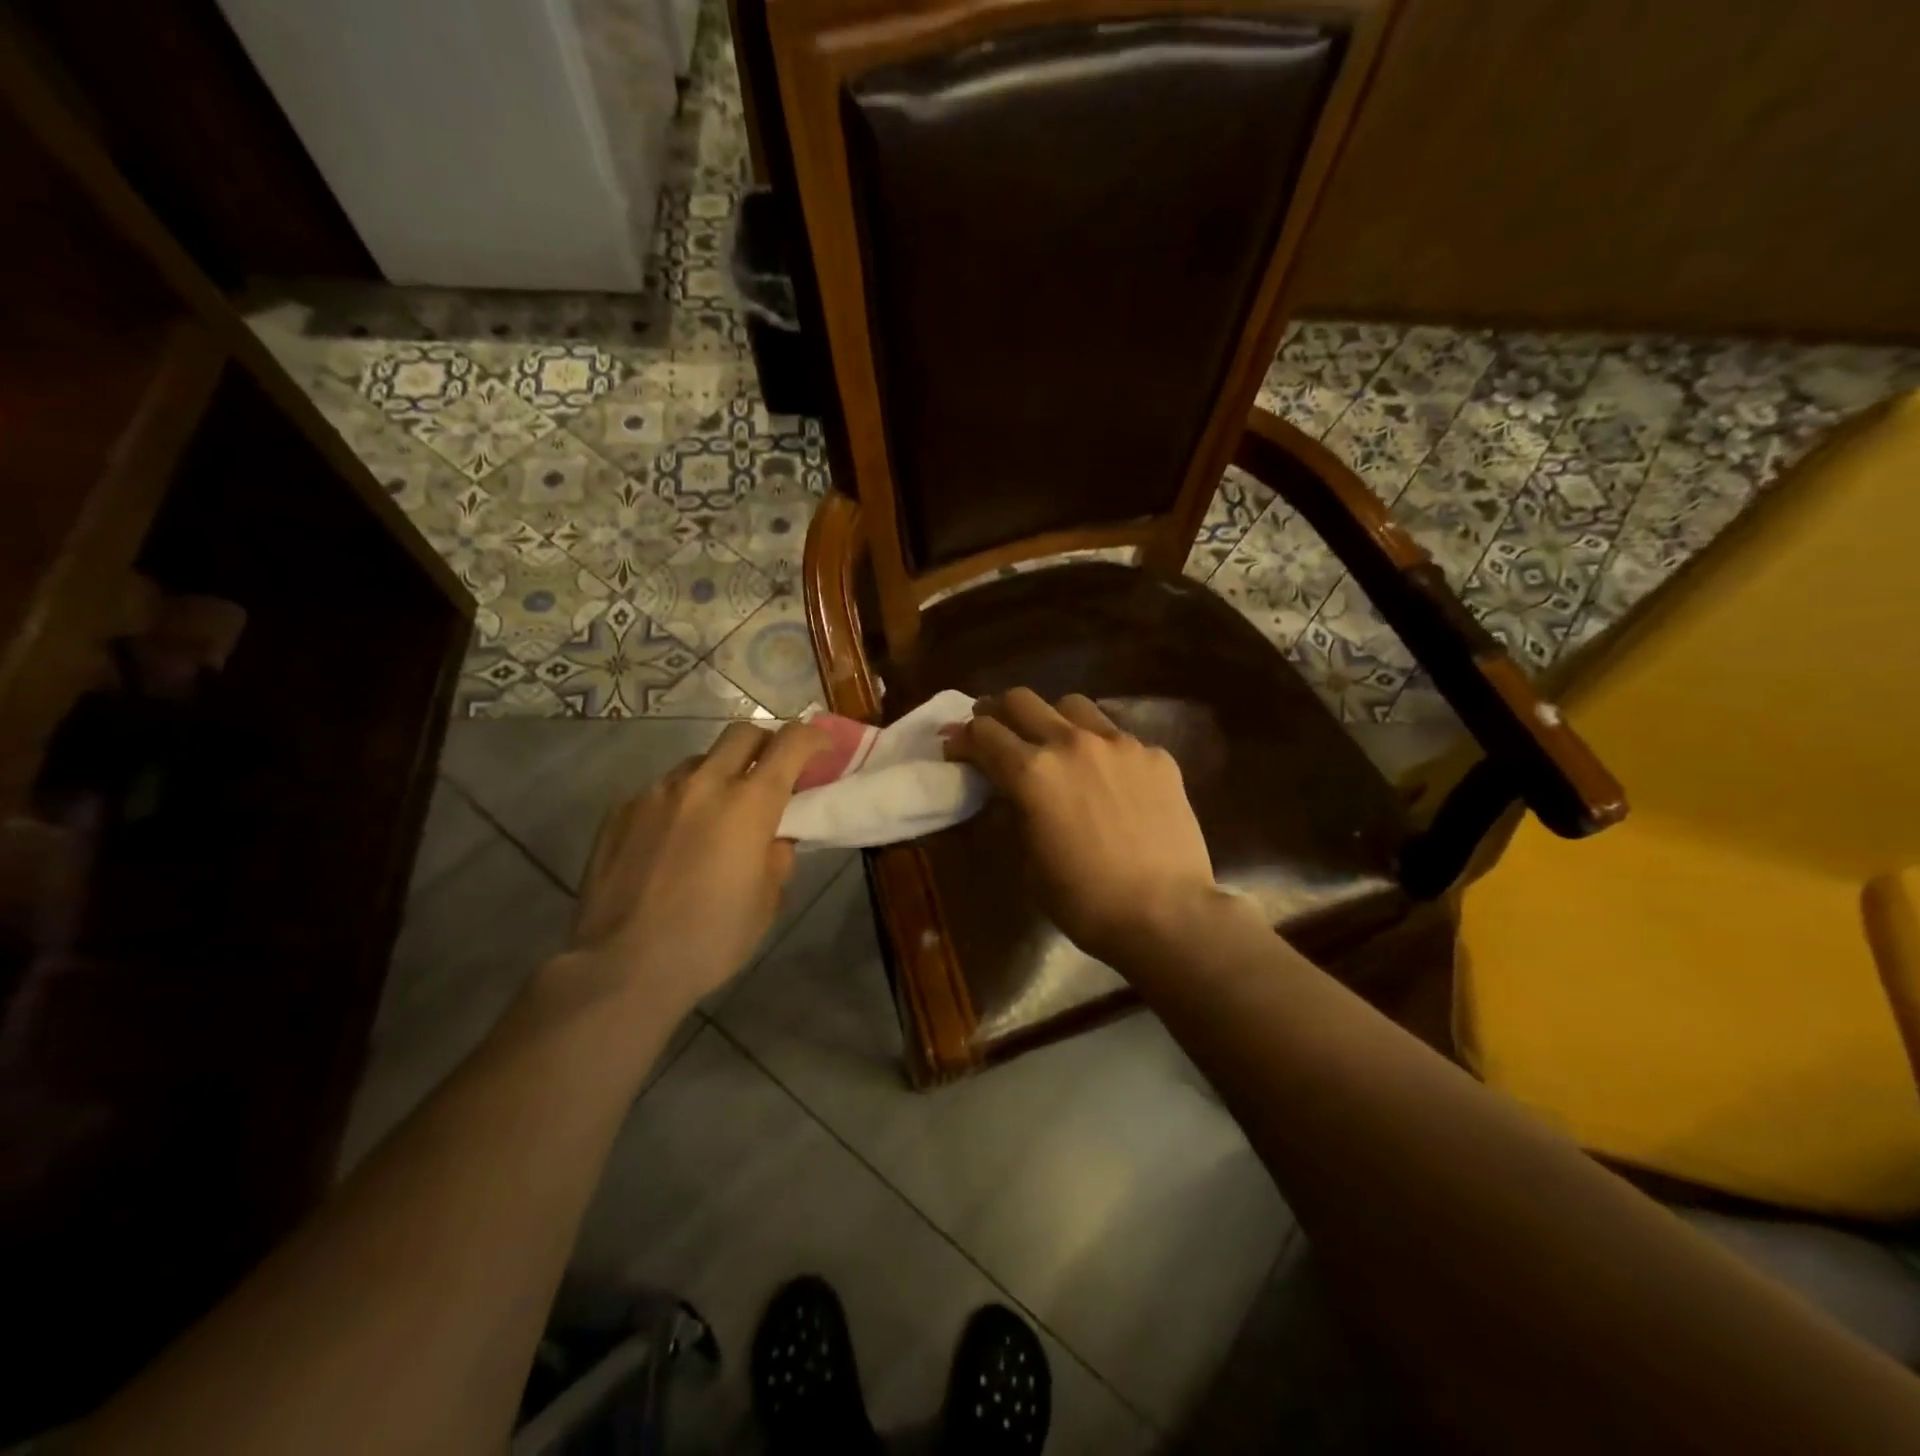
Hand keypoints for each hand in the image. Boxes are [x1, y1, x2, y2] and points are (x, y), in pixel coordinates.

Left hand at [561, 720, 826, 1019]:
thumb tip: (773, 837)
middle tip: (771, 774)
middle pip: (742, 733)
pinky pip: (661, 792)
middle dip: (766, 744)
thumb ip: (777, 856)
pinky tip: (672, 843)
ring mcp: (656, 793)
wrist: (621, 966)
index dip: (813, 737)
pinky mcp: (620, 811)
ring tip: (716, 816)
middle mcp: (702, 784)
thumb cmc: (710, 939)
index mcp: (749, 804)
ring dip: (719, 776)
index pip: (790, 744)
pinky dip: (680, 804)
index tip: (822, 747)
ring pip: (698, 762)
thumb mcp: (767, 902)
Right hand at [944, 688, 1217, 965]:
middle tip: (993, 729)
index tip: (955, 748)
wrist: (1166, 914)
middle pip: (1022, 700)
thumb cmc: (1084, 900)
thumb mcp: (1028, 861)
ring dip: (1051, 718)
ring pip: (1073, 706)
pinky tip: (1108, 776)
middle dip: (998, 711)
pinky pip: (1118, 736)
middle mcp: (1072, 743)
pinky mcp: (1156, 756)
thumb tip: (1006, 789)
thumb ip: (1014, 812)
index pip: (983, 733)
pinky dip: (1100, 748)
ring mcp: (1119, 743)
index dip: (961, 738)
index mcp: (1032, 773)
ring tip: (1053, 741)